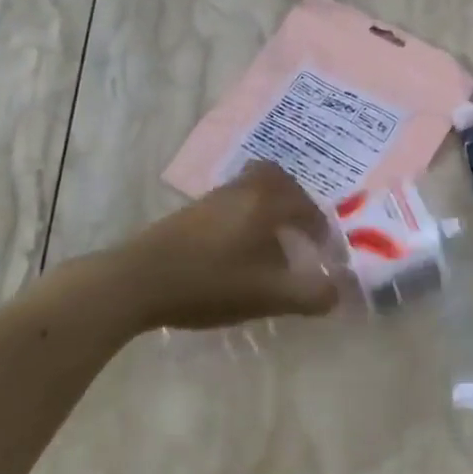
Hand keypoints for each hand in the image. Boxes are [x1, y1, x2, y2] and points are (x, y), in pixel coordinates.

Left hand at [107, 163, 341, 331]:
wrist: (136, 281)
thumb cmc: (211, 282)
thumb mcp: (269, 295)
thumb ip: (310, 295)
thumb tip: (336, 293)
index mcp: (266, 202)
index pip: (306, 205)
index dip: (320, 228)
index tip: (323, 251)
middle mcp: (242, 190)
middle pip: (275, 178)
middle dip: (293, 200)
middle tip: (299, 228)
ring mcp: (212, 198)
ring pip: (250, 189)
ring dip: (266, 208)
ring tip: (270, 242)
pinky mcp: (189, 213)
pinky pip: (230, 202)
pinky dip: (244, 216)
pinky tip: (237, 250)